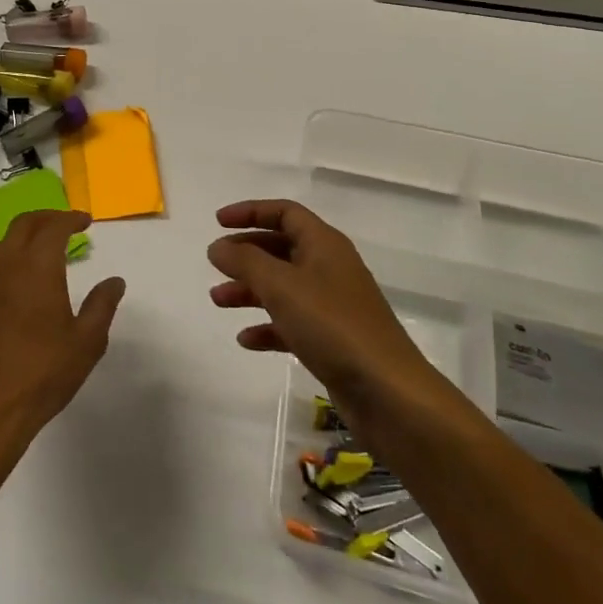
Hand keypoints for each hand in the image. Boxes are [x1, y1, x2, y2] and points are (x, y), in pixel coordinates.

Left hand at [0, 210, 124, 457]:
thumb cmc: (44, 372)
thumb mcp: (86, 341)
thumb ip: (102, 305)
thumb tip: (114, 281)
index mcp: (37, 267)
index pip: (53, 227)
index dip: (71, 219)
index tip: (85, 221)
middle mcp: (7, 266)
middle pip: (24, 224)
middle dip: (47, 217)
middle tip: (67, 224)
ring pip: (4, 242)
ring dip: (26, 235)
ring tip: (46, 248)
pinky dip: (10, 258)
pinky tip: (22, 280)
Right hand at [208, 200, 441, 412]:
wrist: (387, 391)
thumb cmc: (332, 325)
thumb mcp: (281, 286)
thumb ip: (245, 261)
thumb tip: (218, 246)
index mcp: (324, 245)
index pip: (285, 212)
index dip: (250, 212)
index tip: (218, 222)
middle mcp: (330, 268)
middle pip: (282, 248)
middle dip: (246, 254)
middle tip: (215, 264)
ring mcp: (333, 306)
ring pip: (283, 287)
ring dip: (250, 290)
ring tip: (218, 301)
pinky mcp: (333, 340)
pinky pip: (292, 323)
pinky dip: (268, 326)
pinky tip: (246, 339)